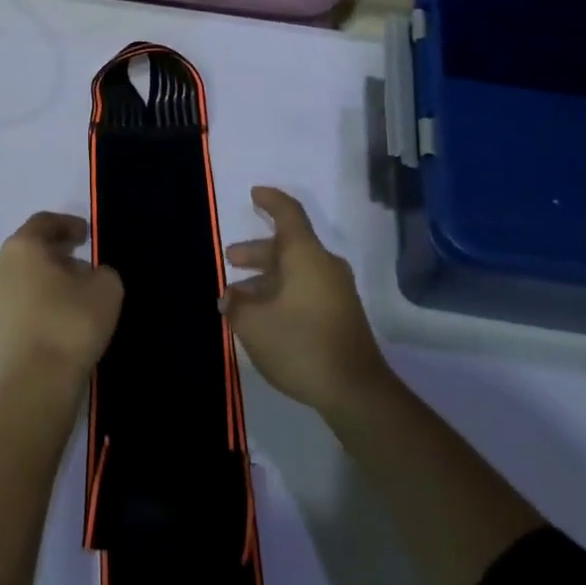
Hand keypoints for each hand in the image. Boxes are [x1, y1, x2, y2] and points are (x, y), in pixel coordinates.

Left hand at [0, 212, 122, 399]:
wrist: (34, 387)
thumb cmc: (70, 324)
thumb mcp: (106, 287)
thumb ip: (100, 271)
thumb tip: (87, 276)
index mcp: (21, 246)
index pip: (44, 222)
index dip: (68, 225)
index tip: (87, 236)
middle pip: (28, 250)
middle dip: (55, 254)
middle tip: (81, 264)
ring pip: (19, 278)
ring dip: (43, 280)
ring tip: (72, 295)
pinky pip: (15, 305)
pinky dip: (34, 303)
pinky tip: (57, 319)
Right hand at [223, 187, 393, 420]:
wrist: (355, 390)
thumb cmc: (300, 344)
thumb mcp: (254, 325)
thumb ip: (236, 305)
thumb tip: (230, 297)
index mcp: (305, 255)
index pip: (288, 213)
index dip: (270, 200)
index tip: (254, 194)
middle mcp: (324, 264)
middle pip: (288, 245)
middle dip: (257, 251)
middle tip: (230, 258)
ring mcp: (336, 290)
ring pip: (296, 269)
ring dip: (267, 276)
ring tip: (239, 295)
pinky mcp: (340, 313)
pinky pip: (306, 288)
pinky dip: (282, 291)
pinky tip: (263, 314)